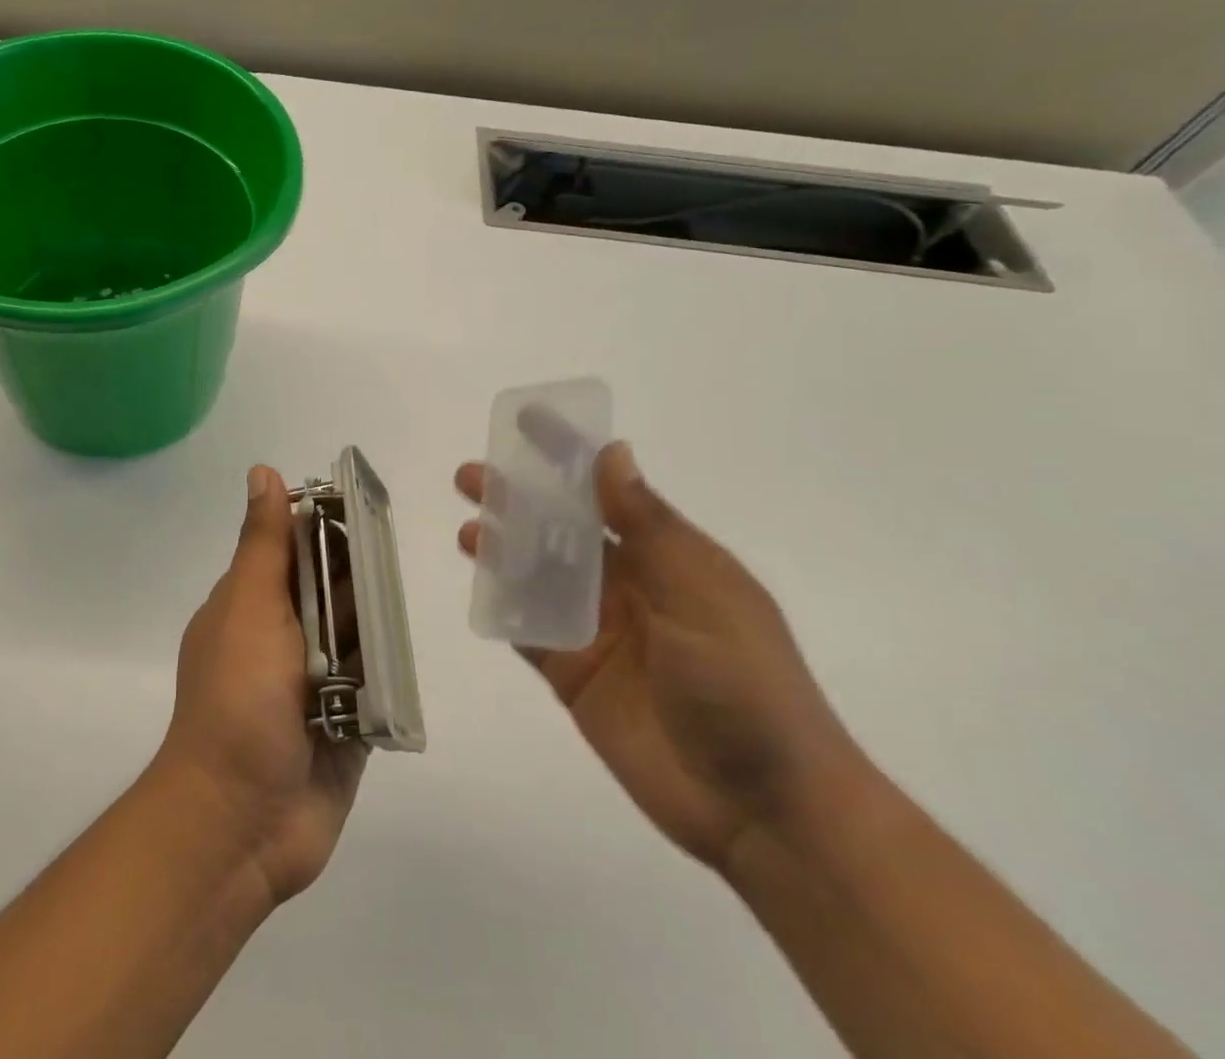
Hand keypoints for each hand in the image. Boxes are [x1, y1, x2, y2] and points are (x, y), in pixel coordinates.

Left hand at [156, 466, 367, 904]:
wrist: (241, 822)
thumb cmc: (238, 700)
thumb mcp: (248, 608)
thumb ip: (263, 544)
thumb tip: (263, 471)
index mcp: (253, 604)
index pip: (294, 546)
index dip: (326, 522)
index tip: (365, 502)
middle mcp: (283, 636)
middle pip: (330, 588)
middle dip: (358, 569)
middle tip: (396, 548)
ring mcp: (314, 682)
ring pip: (355, 632)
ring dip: (375, 616)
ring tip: (407, 588)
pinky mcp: (346, 723)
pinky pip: (373, 684)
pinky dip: (387, 668)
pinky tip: (408, 645)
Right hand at [456, 443, 863, 872]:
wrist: (763, 809)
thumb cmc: (746, 685)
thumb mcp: (701, 592)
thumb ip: (648, 526)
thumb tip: (613, 453)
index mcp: (667, 558)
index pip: (607, 492)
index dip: (567, 456)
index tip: (527, 423)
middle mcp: (628, 586)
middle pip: (561, 530)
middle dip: (519, 500)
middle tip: (472, 478)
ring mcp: (599, 631)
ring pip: (539, 576)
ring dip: (504, 550)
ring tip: (469, 532)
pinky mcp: (575, 673)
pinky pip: (530, 630)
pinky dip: (505, 608)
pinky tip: (479, 588)